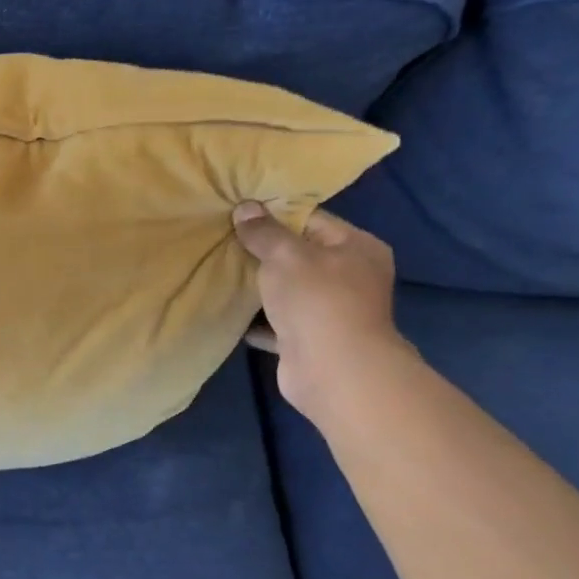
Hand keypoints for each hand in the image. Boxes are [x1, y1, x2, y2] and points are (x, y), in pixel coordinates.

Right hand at [232, 201, 412, 419]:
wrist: (332, 370)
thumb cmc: (317, 300)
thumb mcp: (286, 255)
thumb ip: (264, 231)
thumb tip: (245, 207)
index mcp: (357, 248)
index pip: (313, 219)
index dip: (276, 215)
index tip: (240, 213)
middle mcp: (351, 277)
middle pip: (300, 255)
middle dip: (263, 250)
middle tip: (224, 239)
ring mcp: (331, 311)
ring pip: (288, 290)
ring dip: (259, 285)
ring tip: (221, 270)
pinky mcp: (310, 339)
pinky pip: (278, 322)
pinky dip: (256, 318)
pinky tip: (228, 308)